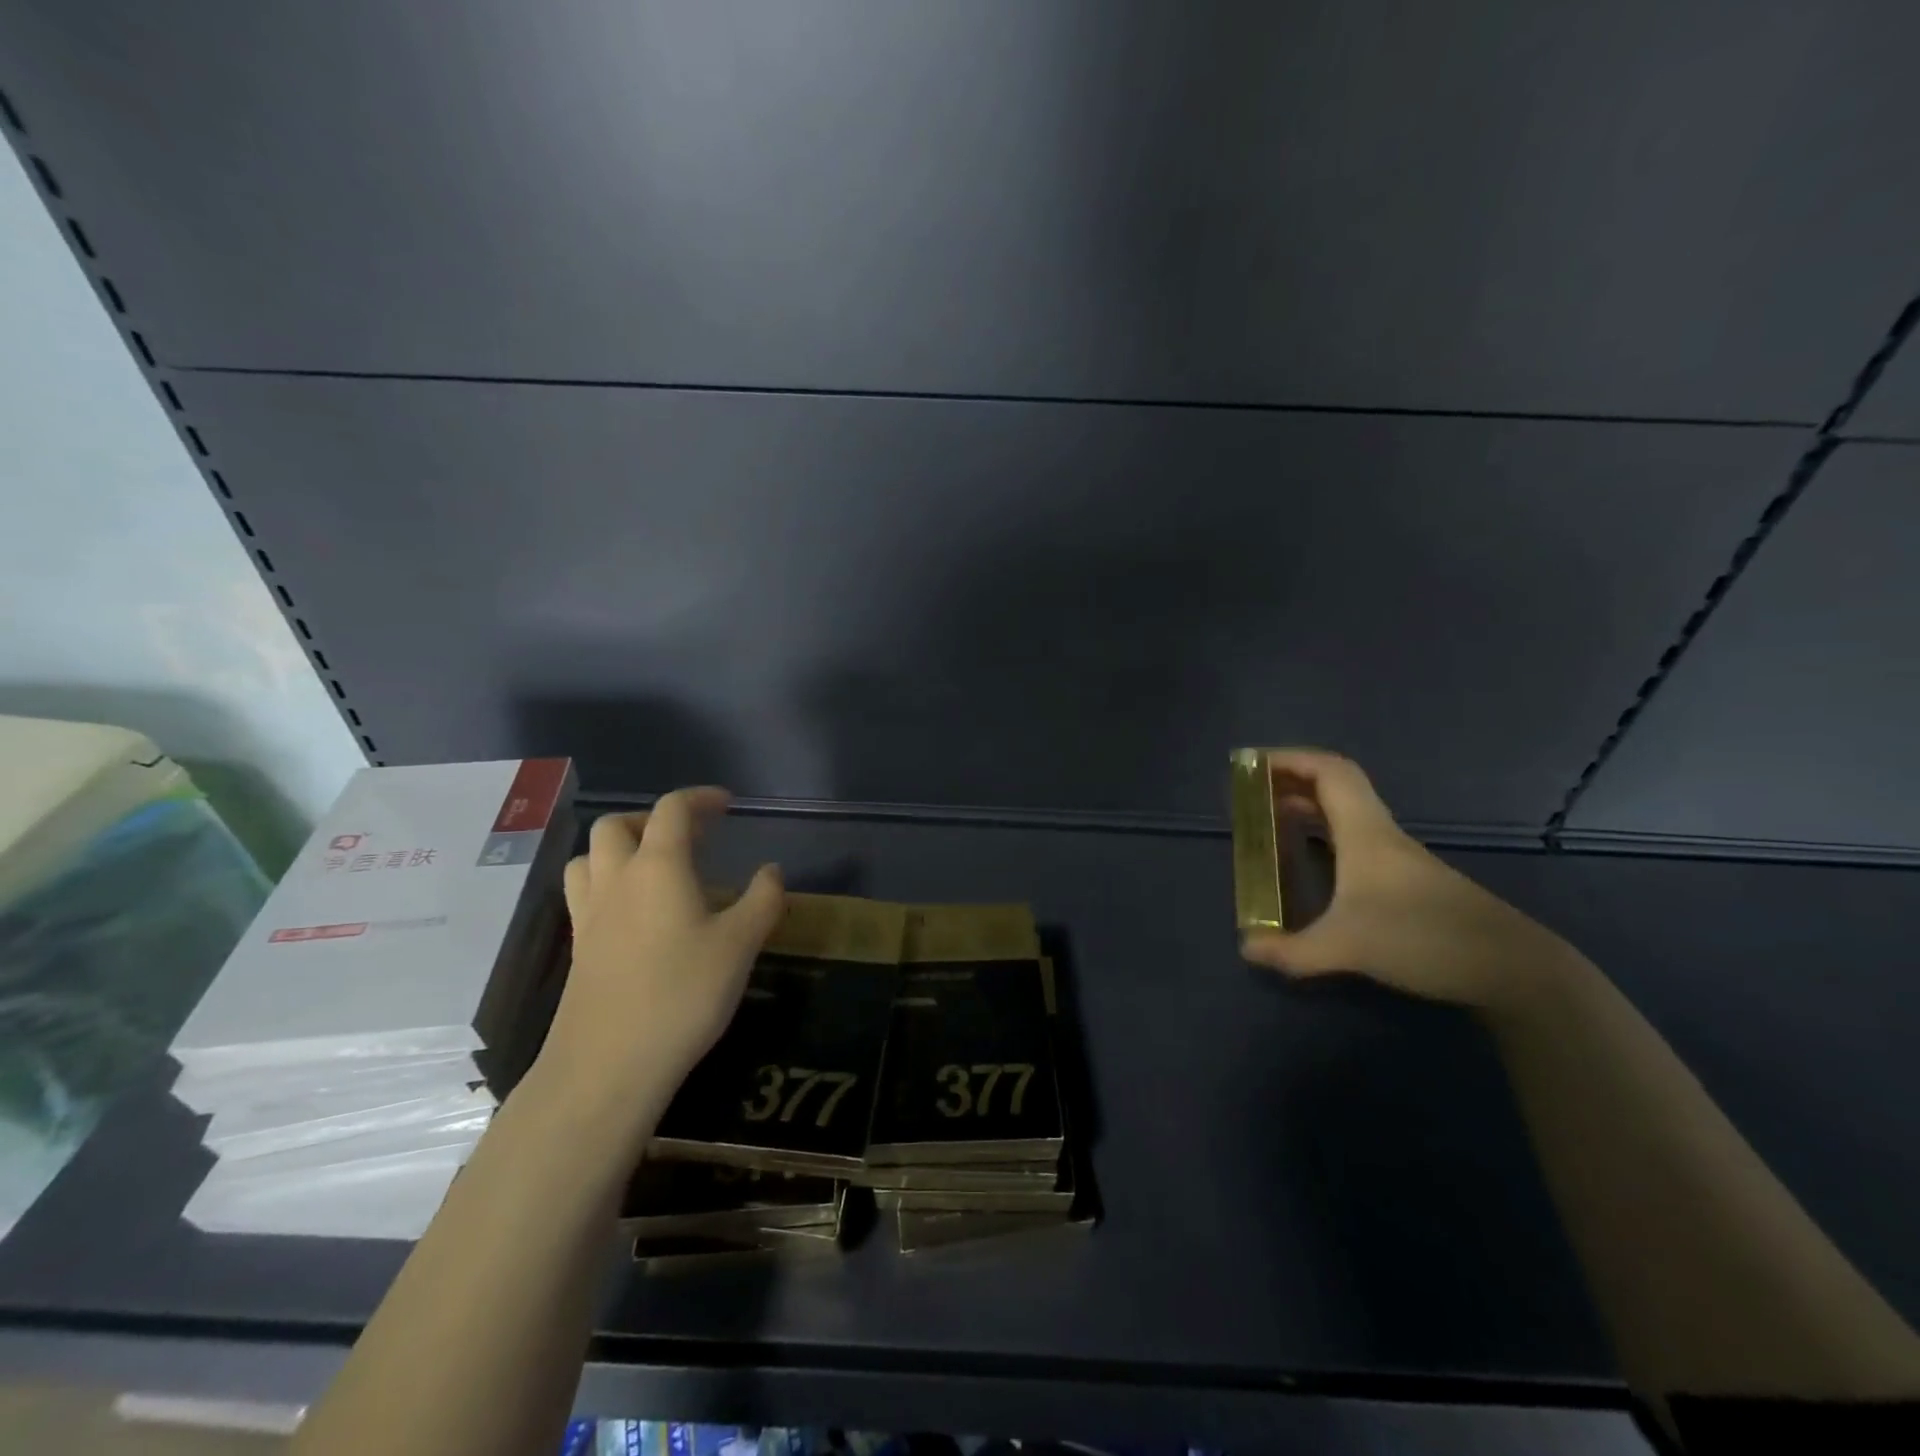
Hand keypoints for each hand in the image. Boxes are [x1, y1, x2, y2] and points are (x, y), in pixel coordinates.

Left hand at [536, 788, 783, 1130]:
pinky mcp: (578, 949)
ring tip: (653, 869)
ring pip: (589, 858)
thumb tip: (771, 870)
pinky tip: (635, 914)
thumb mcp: (740, 945)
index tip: (726, 805)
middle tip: (687, 838)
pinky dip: (607, 884)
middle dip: (651, 819)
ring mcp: (589, 915)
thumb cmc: (682, 994)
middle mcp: (616, 880)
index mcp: (658, 867)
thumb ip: (762, 900)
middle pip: (616, 825)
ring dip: (619, 849)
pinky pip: (584, 894)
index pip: (672, 810)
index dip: (700, 798)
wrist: (608, 1066)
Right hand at [1240, 750, 1570, 1012]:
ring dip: (1309, 808)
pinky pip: (1355, 840)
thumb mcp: (1346, 947)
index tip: (1252, 765)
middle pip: (1336, 787)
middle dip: (1292, 782)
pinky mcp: (1408, 882)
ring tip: (1273, 821)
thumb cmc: (1423, 938)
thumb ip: (1291, 951)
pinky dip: (1325, 836)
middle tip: (1253, 794)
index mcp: (1365, 832)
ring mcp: (1398, 859)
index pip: (1329, 772)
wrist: (1512, 968)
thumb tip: (1246, 948)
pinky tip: (1312, 861)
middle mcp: (1381, 835)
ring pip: (1347, 814)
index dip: (1290, 759)